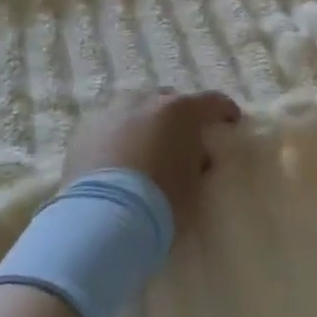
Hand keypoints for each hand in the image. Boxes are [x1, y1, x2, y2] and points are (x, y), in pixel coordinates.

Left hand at [63, 89, 240, 221]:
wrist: (103, 216)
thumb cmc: (161, 200)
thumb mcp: (195, 184)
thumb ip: (197, 161)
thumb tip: (195, 155)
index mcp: (180, 110)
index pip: (213, 101)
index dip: (225, 111)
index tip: (230, 122)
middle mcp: (146, 101)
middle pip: (170, 100)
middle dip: (179, 116)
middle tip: (183, 139)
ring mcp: (112, 112)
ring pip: (136, 108)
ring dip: (146, 122)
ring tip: (146, 147)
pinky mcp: (85, 129)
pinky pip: (111, 125)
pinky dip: (119, 135)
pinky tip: (119, 158)